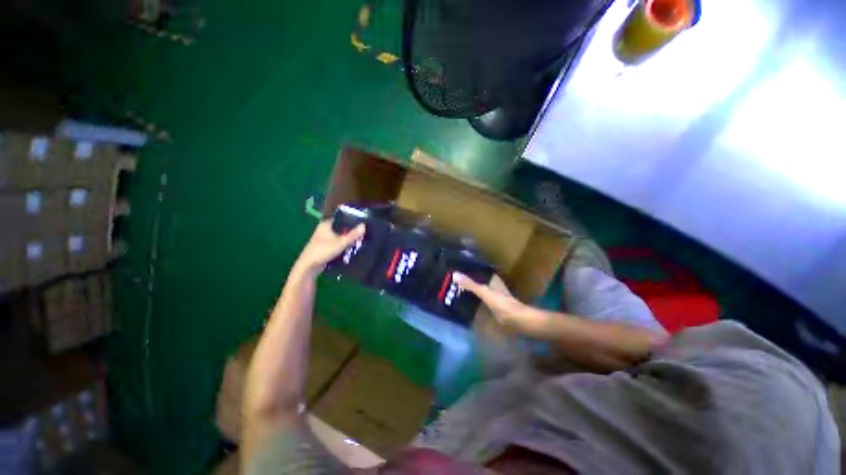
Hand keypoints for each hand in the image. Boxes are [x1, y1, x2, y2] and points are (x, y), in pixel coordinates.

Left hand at [293, 221, 365, 277]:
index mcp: (326, 224)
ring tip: (359, 241)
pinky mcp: (324, 246)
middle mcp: (324, 229)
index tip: (362, 224)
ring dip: (347, 239)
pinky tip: (351, 248)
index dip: (352, 221)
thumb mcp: (341, 242)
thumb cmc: (324, 250)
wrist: (308, 266)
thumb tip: (364, 225)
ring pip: (339, 236)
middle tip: (362, 235)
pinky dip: (343, 245)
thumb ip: (353, 234)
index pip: (342, 218)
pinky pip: (336, 243)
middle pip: (341, 228)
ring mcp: (323, 238)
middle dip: (351, 232)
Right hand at [454, 273, 526, 326]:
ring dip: (469, 287)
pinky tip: (463, 297)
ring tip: (454, 286)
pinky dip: (472, 296)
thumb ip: (470, 284)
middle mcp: (492, 283)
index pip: (477, 269)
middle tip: (452, 278)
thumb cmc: (500, 302)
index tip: (455, 268)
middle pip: (476, 278)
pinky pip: (479, 296)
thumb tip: (455, 274)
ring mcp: (492, 292)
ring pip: (477, 287)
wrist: (514, 318)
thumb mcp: (483, 291)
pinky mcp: (491, 302)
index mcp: (492, 277)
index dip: (467, 269)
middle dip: (466, 279)